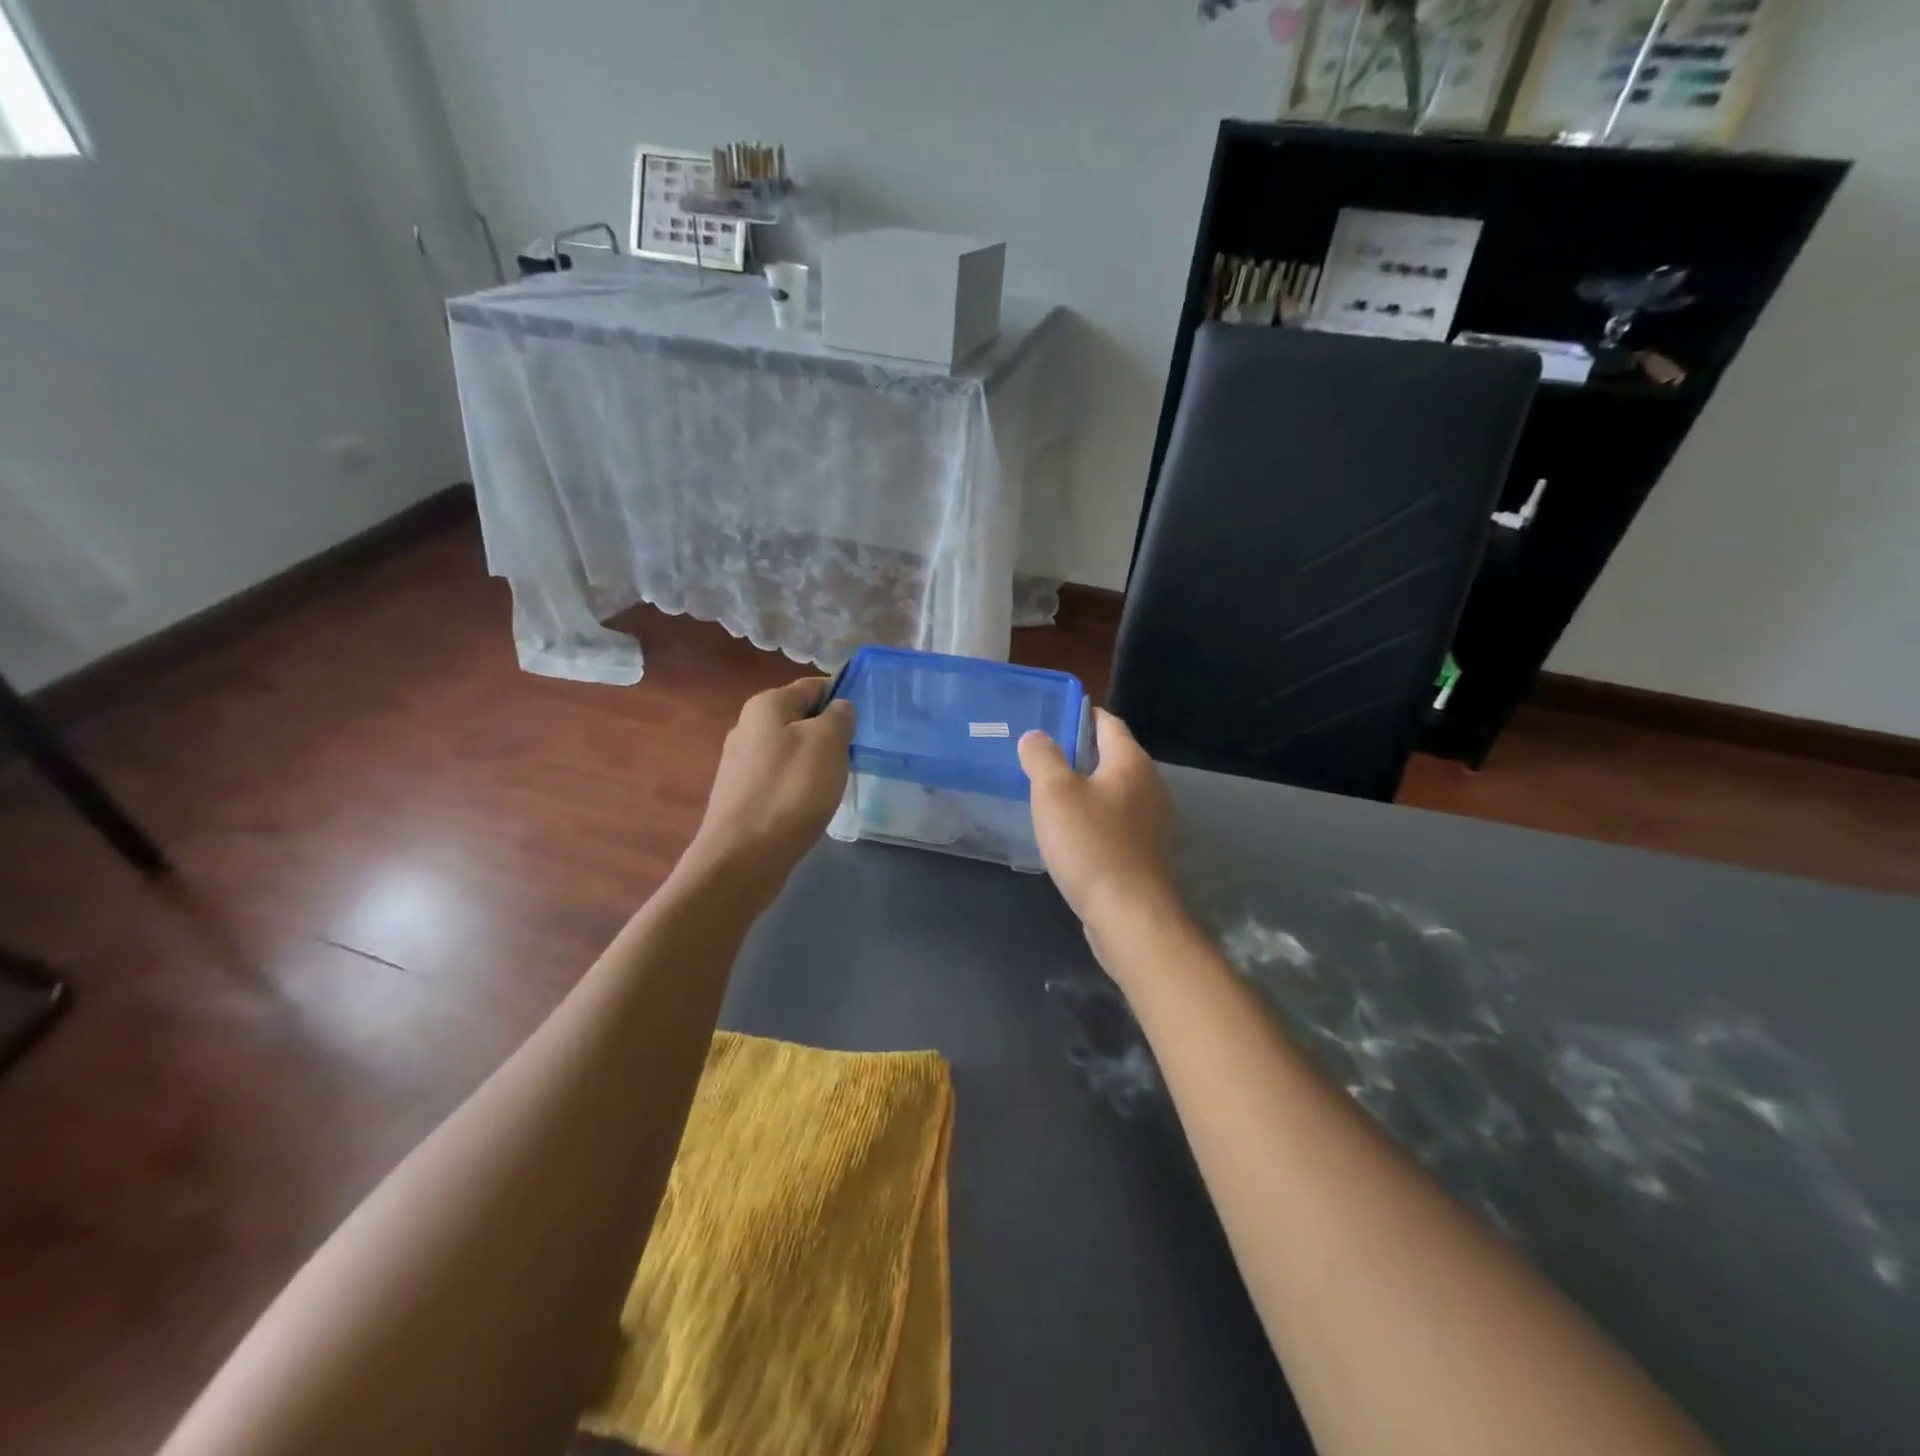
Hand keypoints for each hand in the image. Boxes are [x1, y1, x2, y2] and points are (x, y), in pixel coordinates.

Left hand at [685, 677, 854, 900]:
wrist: (742, 858)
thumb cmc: (790, 791)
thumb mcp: (827, 743)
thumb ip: (839, 717)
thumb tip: (840, 708)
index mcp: (766, 705)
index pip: (813, 686)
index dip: (843, 696)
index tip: (868, 718)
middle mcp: (747, 726)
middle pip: (800, 718)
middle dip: (830, 732)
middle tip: (856, 753)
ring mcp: (740, 763)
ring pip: (791, 749)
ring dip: (816, 760)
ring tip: (838, 781)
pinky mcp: (741, 795)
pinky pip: (780, 778)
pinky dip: (799, 785)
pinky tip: (812, 804)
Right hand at [1018, 709, 1179, 972]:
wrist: (1131, 915)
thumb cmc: (1091, 845)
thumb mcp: (1054, 793)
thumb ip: (1042, 757)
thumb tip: (1035, 736)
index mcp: (1130, 762)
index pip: (1108, 722)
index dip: (1081, 715)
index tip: (1052, 718)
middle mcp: (1149, 785)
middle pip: (1113, 756)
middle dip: (1079, 753)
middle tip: (1040, 757)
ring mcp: (1152, 821)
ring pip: (1114, 791)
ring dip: (1086, 788)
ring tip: (1049, 794)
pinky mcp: (1146, 852)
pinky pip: (1116, 821)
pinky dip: (1095, 818)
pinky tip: (1071, 833)